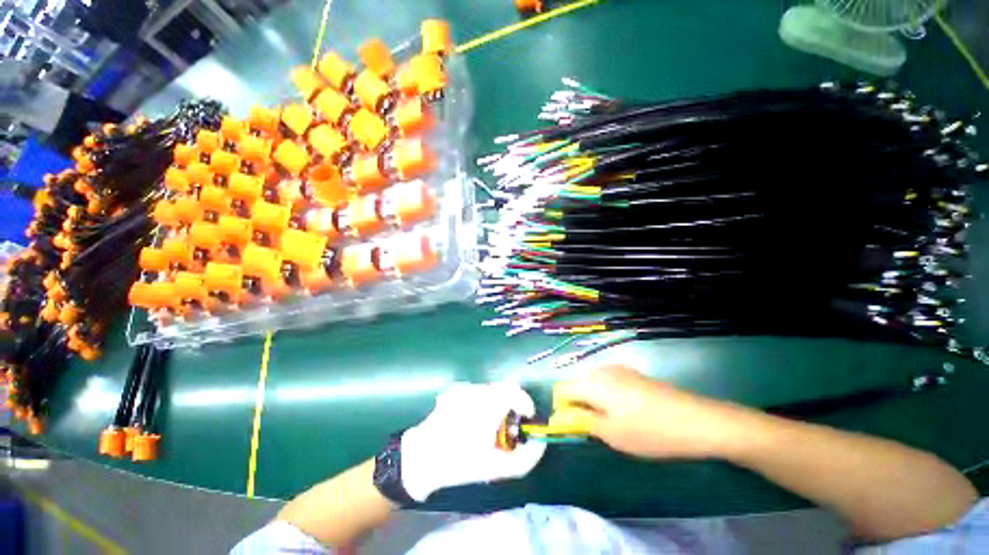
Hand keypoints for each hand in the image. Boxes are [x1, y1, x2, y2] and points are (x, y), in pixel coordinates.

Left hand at [400, 382, 545, 501]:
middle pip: (504, 388)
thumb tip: (540, 444)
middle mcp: (476, 391)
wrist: (421, 459)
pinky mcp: (453, 391)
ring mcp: (463, 389)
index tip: (527, 417)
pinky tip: (472, 420)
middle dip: (512, 404)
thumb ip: (525, 459)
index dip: (525, 401)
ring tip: (488, 425)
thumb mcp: (495, 469)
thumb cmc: (459, 463)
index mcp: (488, 405)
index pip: (515, 390)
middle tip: (509, 425)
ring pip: (490, 389)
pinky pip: (476, 391)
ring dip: (496, 403)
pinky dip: (481, 402)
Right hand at [555, 365, 750, 459]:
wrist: (696, 420)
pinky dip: (608, 395)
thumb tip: (562, 416)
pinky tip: (628, 411)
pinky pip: (609, 381)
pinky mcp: (633, 373)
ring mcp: (619, 369)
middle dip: (579, 404)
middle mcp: (602, 370)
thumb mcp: (612, 434)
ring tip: (613, 421)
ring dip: (594, 400)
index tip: (573, 425)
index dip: (563, 407)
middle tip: (595, 427)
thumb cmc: (650, 431)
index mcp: (593, 382)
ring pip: (594, 383)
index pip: (563, 389)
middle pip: (578, 384)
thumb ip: (582, 422)